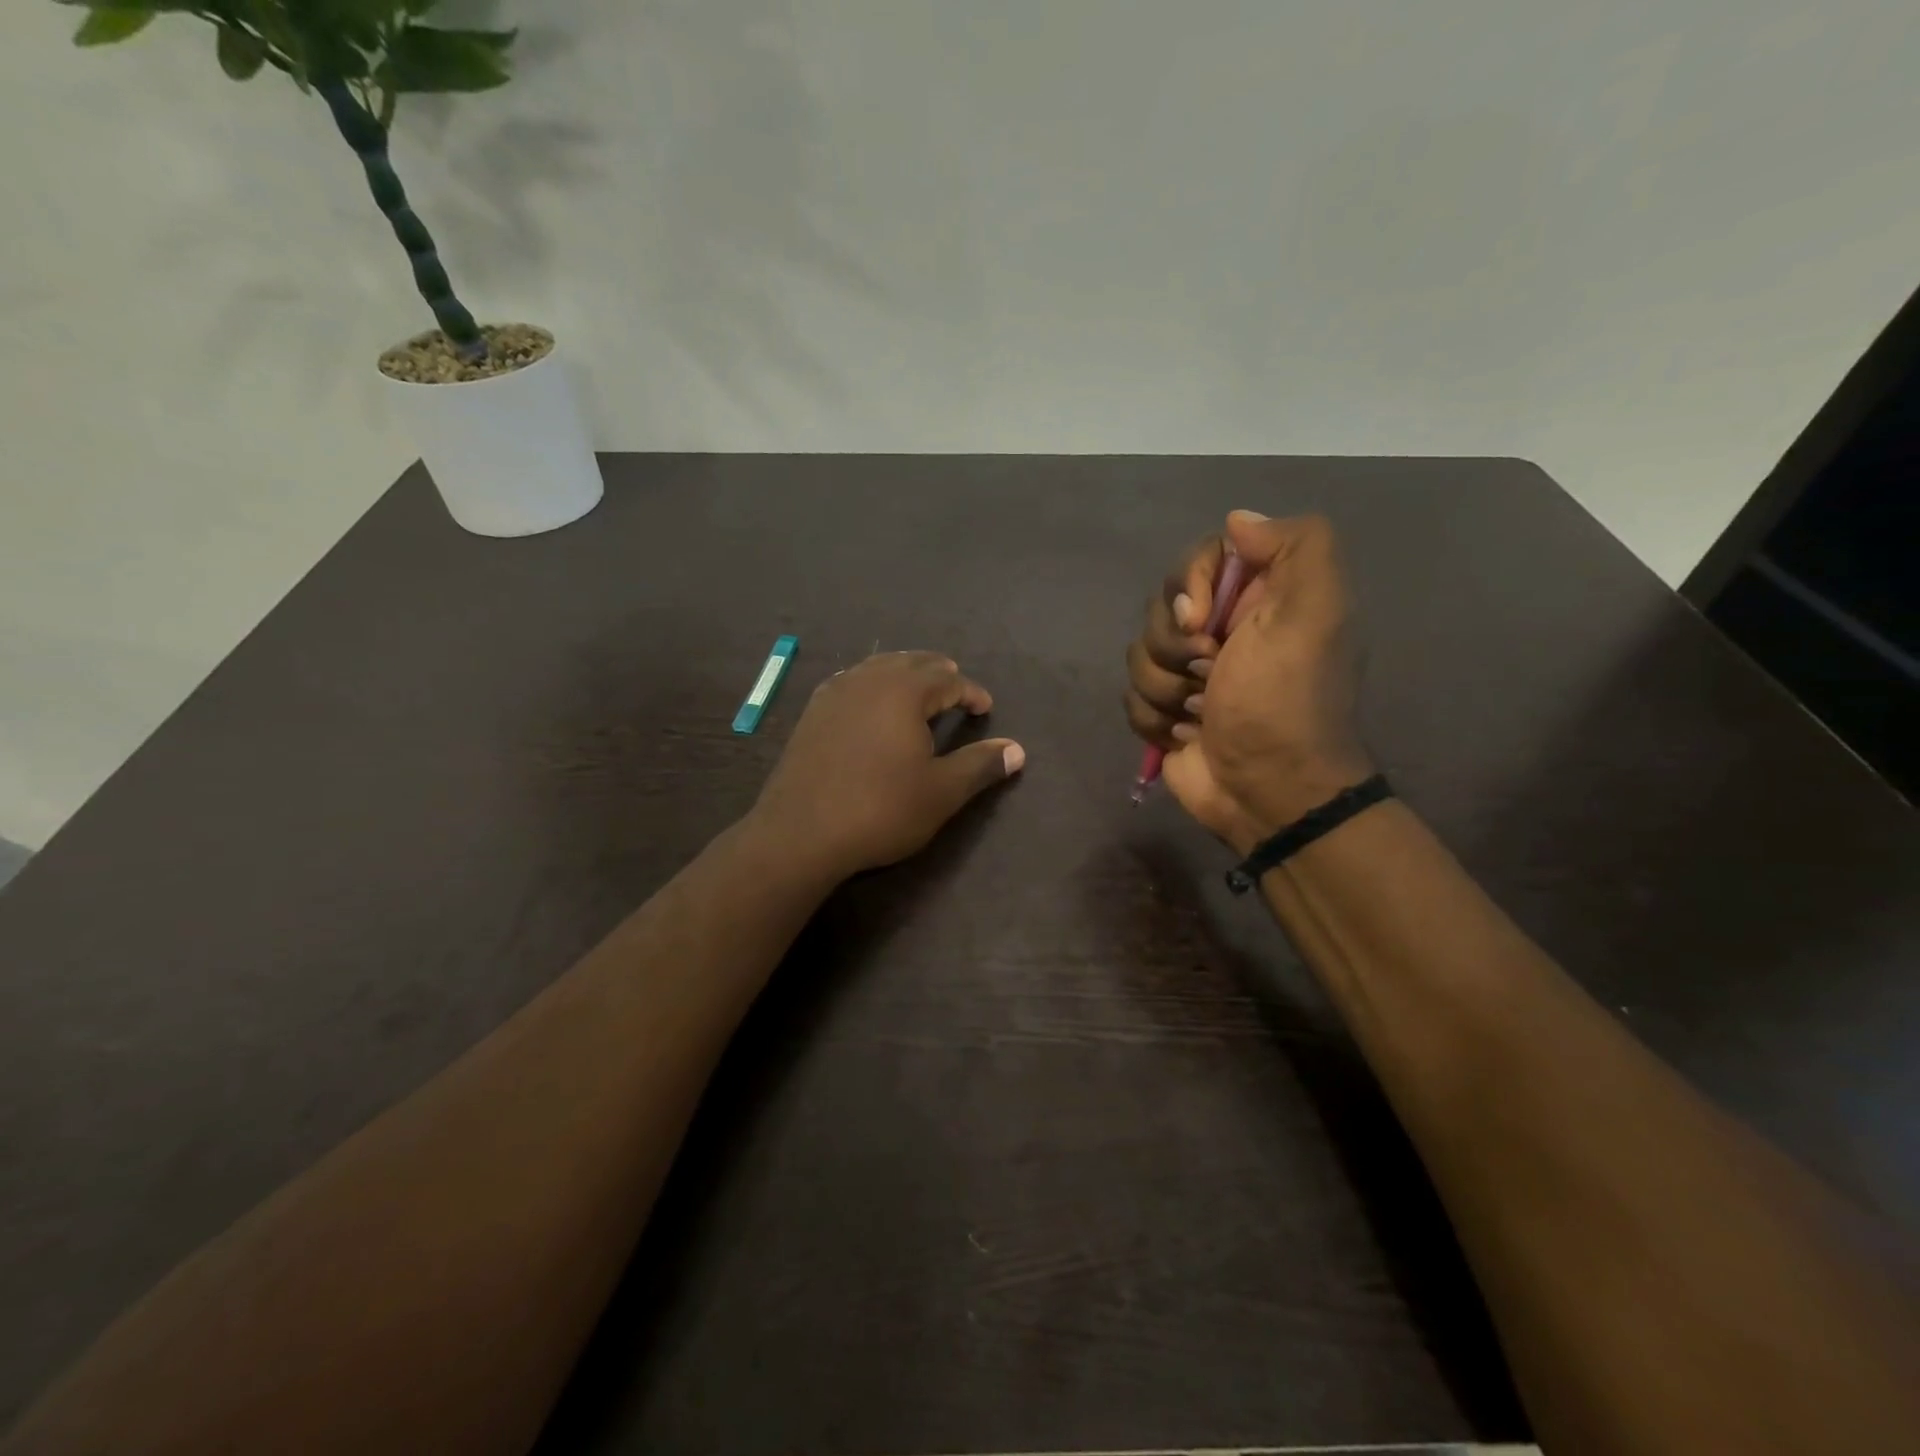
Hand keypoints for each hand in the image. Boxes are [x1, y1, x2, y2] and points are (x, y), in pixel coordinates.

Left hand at [752, 651, 1025, 877]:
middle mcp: (868, 680)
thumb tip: (1017, 750)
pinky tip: (871, 703)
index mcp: (903, 692)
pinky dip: (872, 684)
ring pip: (878, 667)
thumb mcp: (941, 792)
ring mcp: (834, 693)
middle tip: (955, 689)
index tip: (985, 709)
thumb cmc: (880, 810)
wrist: (800, 833)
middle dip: (938, 673)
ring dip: (904, 674)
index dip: (971, 692)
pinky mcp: (812, 713)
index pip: (947, 680)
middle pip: (911, 663)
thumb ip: (980, 765)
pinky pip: (851, 682)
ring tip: (919, 691)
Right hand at [1124, 512, 1372, 852]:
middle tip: (1209, 674)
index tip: (1203, 620)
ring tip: (1198, 714)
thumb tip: (1237, 522)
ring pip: (1139, 654)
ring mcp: (1190, 673)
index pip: (1200, 558)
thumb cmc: (1285, 702)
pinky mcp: (1165, 711)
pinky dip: (1154, 719)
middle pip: (1161, 607)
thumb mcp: (1315, 614)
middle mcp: (1223, 629)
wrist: (1268, 792)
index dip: (1190, 585)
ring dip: (1164, 688)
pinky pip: (1131, 696)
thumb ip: (1296, 546)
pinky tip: (1184, 735)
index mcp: (1260, 598)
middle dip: (1174, 646)